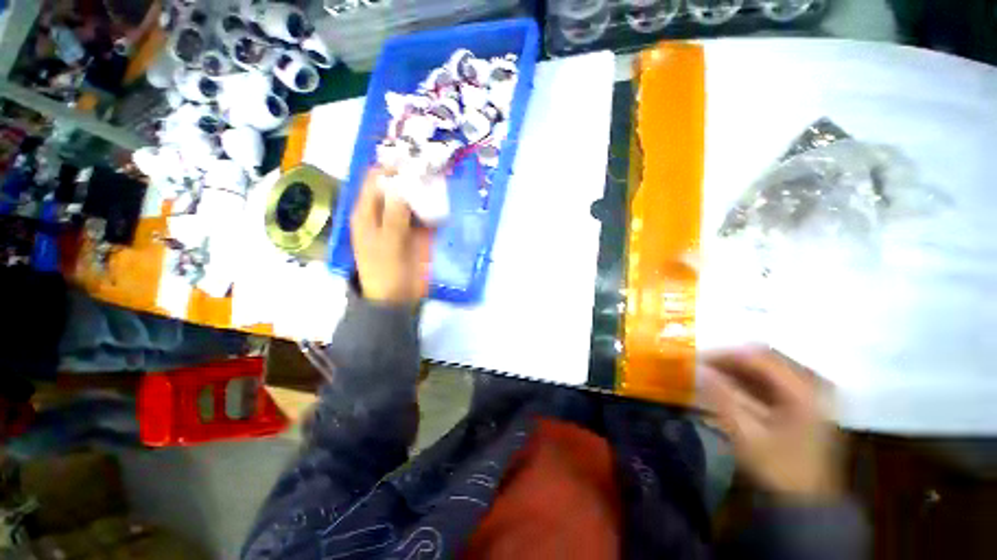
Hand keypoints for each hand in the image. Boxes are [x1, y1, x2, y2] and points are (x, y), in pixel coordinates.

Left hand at [350, 168, 433, 304]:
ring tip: (441, 178)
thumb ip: (395, 213)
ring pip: (414, 199)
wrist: (398, 298)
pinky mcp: (419, 233)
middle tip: (432, 166)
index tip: (413, 159)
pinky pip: (427, 214)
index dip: (392, 167)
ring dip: (426, 190)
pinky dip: (434, 207)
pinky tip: (444, 200)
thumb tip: (402, 182)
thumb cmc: (385, 270)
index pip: (376, 180)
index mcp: (368, 212)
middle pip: (397, 187)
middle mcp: (385, 212)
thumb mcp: (387, 242)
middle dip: (413, 177)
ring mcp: (404, 222)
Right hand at [701, 348, 841, 501]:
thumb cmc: (777, 469)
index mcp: (802, 391)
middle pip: (766, 357)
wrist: (808, 503)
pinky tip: (733, 388)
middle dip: (731, 360)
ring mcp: (813, 394)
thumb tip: (697, 369)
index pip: (758, 357)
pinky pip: (775, 380)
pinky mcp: (809, 403)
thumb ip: (721, 397)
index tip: (696, 360)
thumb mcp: (745, 435)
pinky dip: (751, 380)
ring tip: (714, 376)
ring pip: (770, 367)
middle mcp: (812, 385)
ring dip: (739, 369)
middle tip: (704, 367)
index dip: (724, 355)